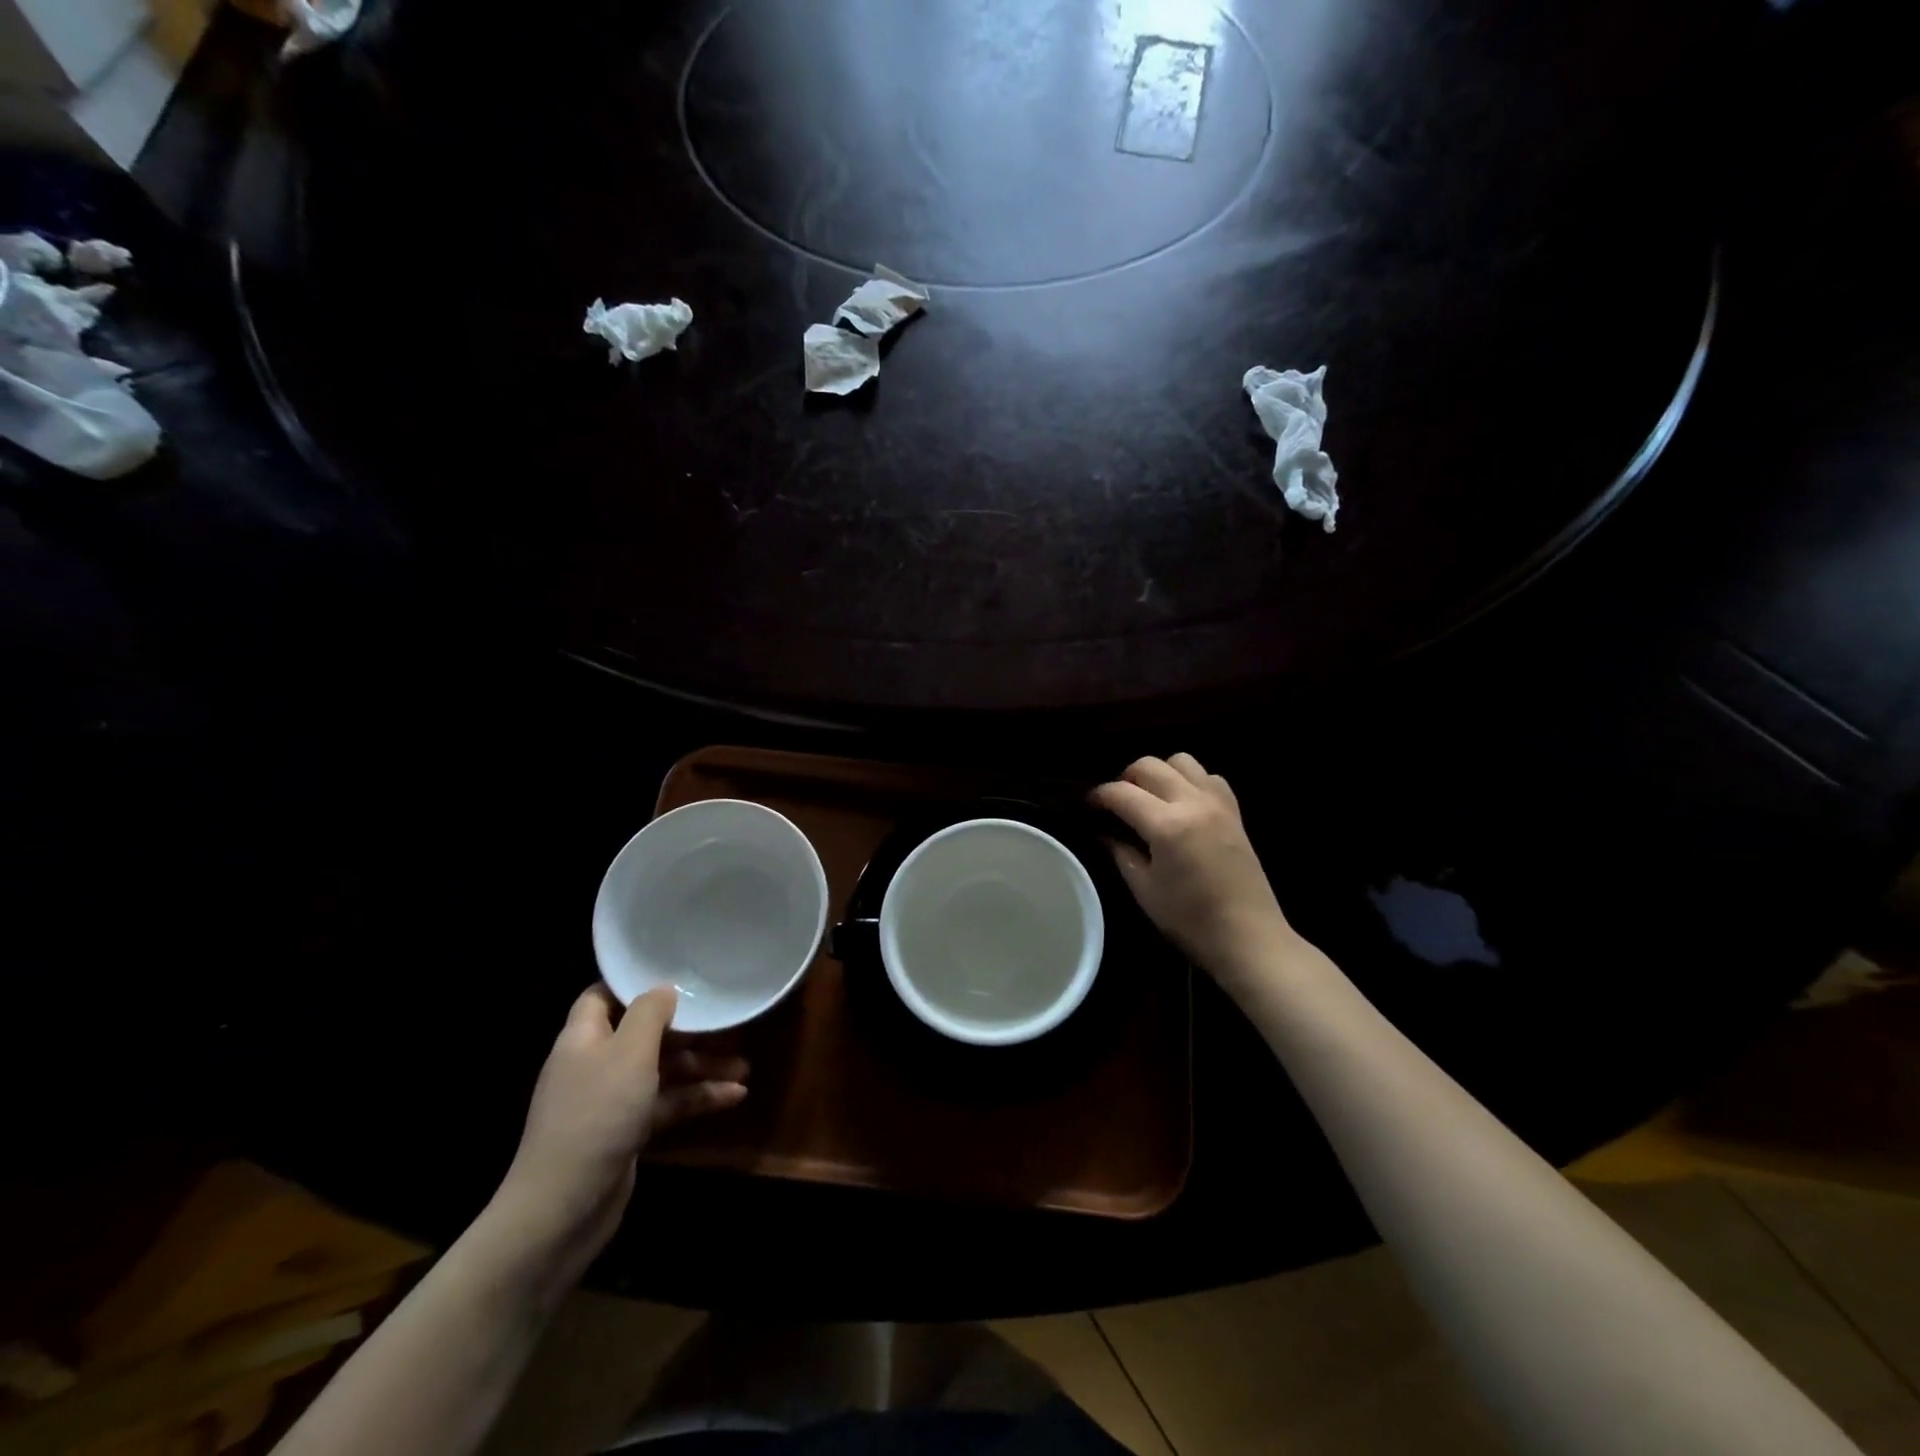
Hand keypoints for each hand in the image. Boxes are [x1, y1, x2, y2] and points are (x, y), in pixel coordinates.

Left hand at [490, 985, 747, 1271]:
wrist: (564, 1208)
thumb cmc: (597, 1114)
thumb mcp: (629, 1052)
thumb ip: (649, 1013)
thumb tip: (664, 989)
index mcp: (584, 1037)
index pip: (604, 995)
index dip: (636, 983)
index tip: (677, 974)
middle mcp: (596, 1064)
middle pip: (645, 1034)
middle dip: (688, 1030)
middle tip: (729, 1024)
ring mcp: (611, 1100)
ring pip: (663, 1070)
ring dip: (702, 1066)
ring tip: (745, 1067)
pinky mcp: (627, 1131)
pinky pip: (667, 1103)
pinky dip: (698, 1099)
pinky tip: (735, 1097)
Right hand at [1090, 754, 1295, 985]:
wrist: (1248, 936)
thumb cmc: (1190, 920)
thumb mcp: (1144, 889)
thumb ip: (1121, 853)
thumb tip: (1105, 832)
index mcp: (1167, 825)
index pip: (1122, 793)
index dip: (1100, 796)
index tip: (1089, 806)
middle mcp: (1193, 802)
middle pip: (1150, 765)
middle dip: (1126, 778)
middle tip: (1117, 802)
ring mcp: (1217, 803)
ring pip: (1182, 760)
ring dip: (1160, 772)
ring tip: (1151, 797)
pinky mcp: (1234, 811)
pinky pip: (1209, 777)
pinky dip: (1191, 780)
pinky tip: (1183, 804)